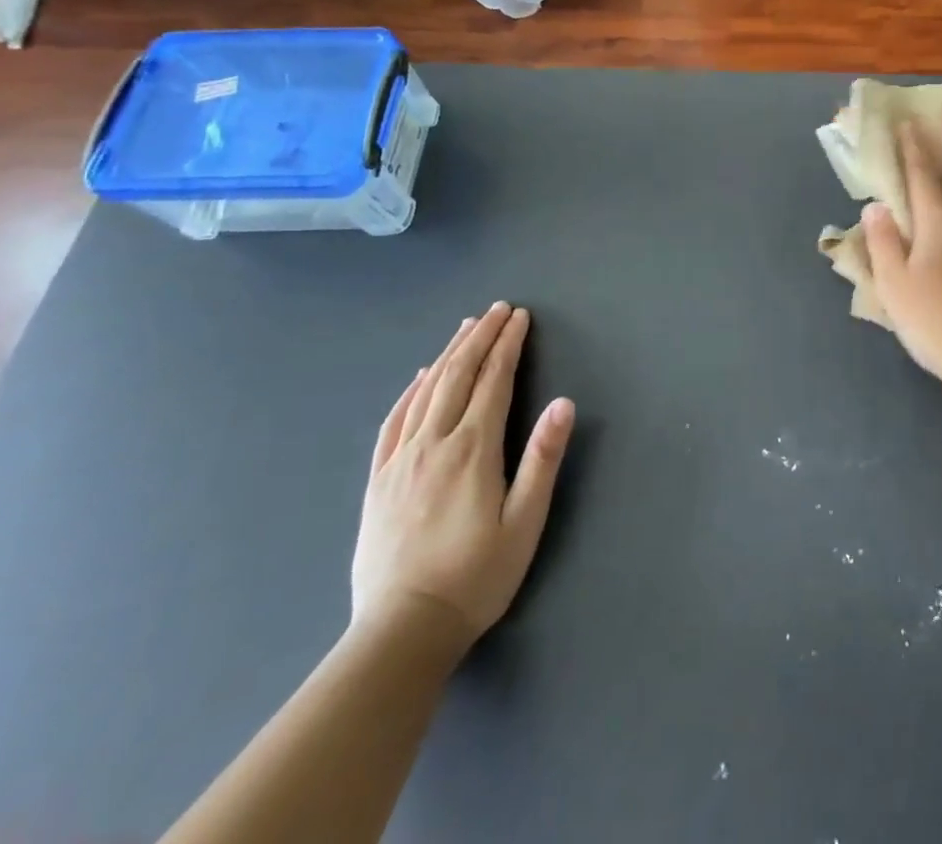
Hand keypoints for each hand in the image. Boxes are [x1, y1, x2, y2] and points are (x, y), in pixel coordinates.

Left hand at [350, 304, 574, 653]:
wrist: (401, 632)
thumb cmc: (475, 578)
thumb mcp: (524, 523)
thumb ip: (542, 460)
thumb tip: (563, 404)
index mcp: (472, 450)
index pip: (494, 381)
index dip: (508, 344)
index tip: (519, 317)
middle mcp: (433, 443)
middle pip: (458, 374)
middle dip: (480, 337)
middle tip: (497, 309)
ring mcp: (400, 460)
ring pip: (425, 390)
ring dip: (448, 353)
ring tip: (465, 328)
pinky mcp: (378, 480)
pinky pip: (394, 420)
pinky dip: (410, 390)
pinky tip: (419, 377)